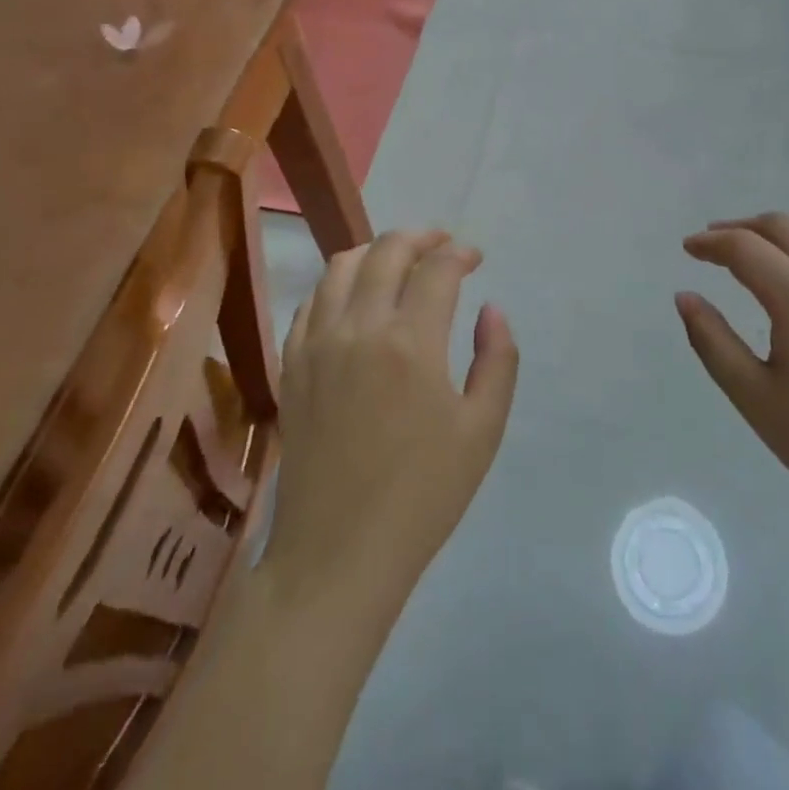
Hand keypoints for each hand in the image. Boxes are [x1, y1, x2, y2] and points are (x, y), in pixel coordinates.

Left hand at [261, 231, 518, 615]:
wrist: (338, 553)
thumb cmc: (422, 494)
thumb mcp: (483, 429)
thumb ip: (497, 359)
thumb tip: (491, 309)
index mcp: (411, 342)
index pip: (437, 268)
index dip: (460, 253)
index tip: (475, 259)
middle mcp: (359, 328)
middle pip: (387, 251)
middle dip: (421, 237)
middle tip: (443, 245)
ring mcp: (317, 344)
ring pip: (341, 265)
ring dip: (376, 251)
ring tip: (399, 261)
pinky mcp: (291, 364)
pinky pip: (311, 300)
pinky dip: (338, 283)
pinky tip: (355, 298)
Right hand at [678, 213, 788, 542]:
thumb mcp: (753, 395)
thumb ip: (712, 339)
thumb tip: (685, 296)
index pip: (747, 248)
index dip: (712, 243)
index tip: (688, 248)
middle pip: (785, 227)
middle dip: (744, 227)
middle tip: (713, 241)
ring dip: (780, 236)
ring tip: (752, 255)